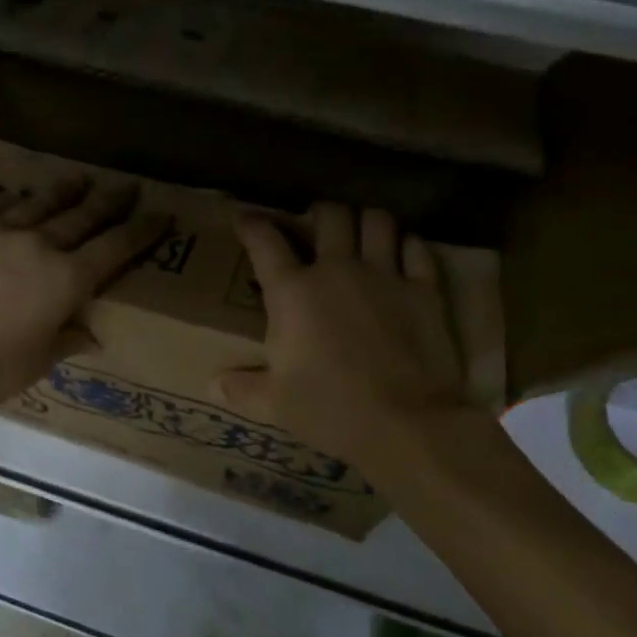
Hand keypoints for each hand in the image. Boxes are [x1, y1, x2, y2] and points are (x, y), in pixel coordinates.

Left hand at [0, 174, 168, 413]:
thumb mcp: (42, 359)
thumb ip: (71, 337)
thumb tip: (92, 333)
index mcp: (67, 279)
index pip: (116, 246)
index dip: (142, 229)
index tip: (160, 214)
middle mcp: (38, 244)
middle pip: (83, 215)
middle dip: (110, 201)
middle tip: (127, 186)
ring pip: (38, 202)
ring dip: (64, 191)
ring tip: (79, 178)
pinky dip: (11, 202)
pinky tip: (18, 197)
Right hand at [215, 203, 469, 465]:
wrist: (405, 423)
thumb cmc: (331, 410)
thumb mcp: (276, 404)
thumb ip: (243, 389)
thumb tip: (212, 387)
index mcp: (293, 292)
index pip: (265, 242)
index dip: (251, 224)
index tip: (245, 218)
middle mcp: (337, 270)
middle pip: (330, 216)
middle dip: (319, 214)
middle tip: (316, 226)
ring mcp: (385, 275)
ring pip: (377, 221)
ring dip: (366, 221)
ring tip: (361, 234)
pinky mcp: (424, 290)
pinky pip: (416, 248)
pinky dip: (407, 245)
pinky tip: (402, 255)